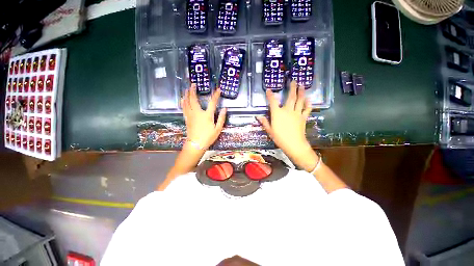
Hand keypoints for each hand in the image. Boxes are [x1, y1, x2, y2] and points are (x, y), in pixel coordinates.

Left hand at [181, 84, 226, 149]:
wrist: (196, 144)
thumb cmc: (208, 137)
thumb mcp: (218, 129)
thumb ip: (222, 118)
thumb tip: (225, 109)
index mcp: (207, 115)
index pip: (212, 102)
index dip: (216, 95)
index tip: (218, 89)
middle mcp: (197, 113)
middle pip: (194, 99)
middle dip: (193, 90)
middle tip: (193, 84)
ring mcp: (190, 115)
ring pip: (187, 102)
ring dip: (187, 94)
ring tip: (186, 88)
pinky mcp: (187, 118)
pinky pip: (184, 108)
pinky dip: (183, 102)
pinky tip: (182, 99)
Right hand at [256, 82, 318, 171]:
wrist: (294, 144)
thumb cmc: (279, 138)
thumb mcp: (269, 130)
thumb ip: (264, 122)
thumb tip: (257, 116)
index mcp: (277, 113)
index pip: (272, 101)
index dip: (270, 95)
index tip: (268, 90)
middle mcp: (287, 110)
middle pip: (290, 97)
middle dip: (292, 88)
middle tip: (293, 81)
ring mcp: (297, 113)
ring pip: (300, 100)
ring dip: (301, 92)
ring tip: (302, 86)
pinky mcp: (303, 117)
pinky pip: (307, 109)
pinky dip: (308, 104)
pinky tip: (309, 100)